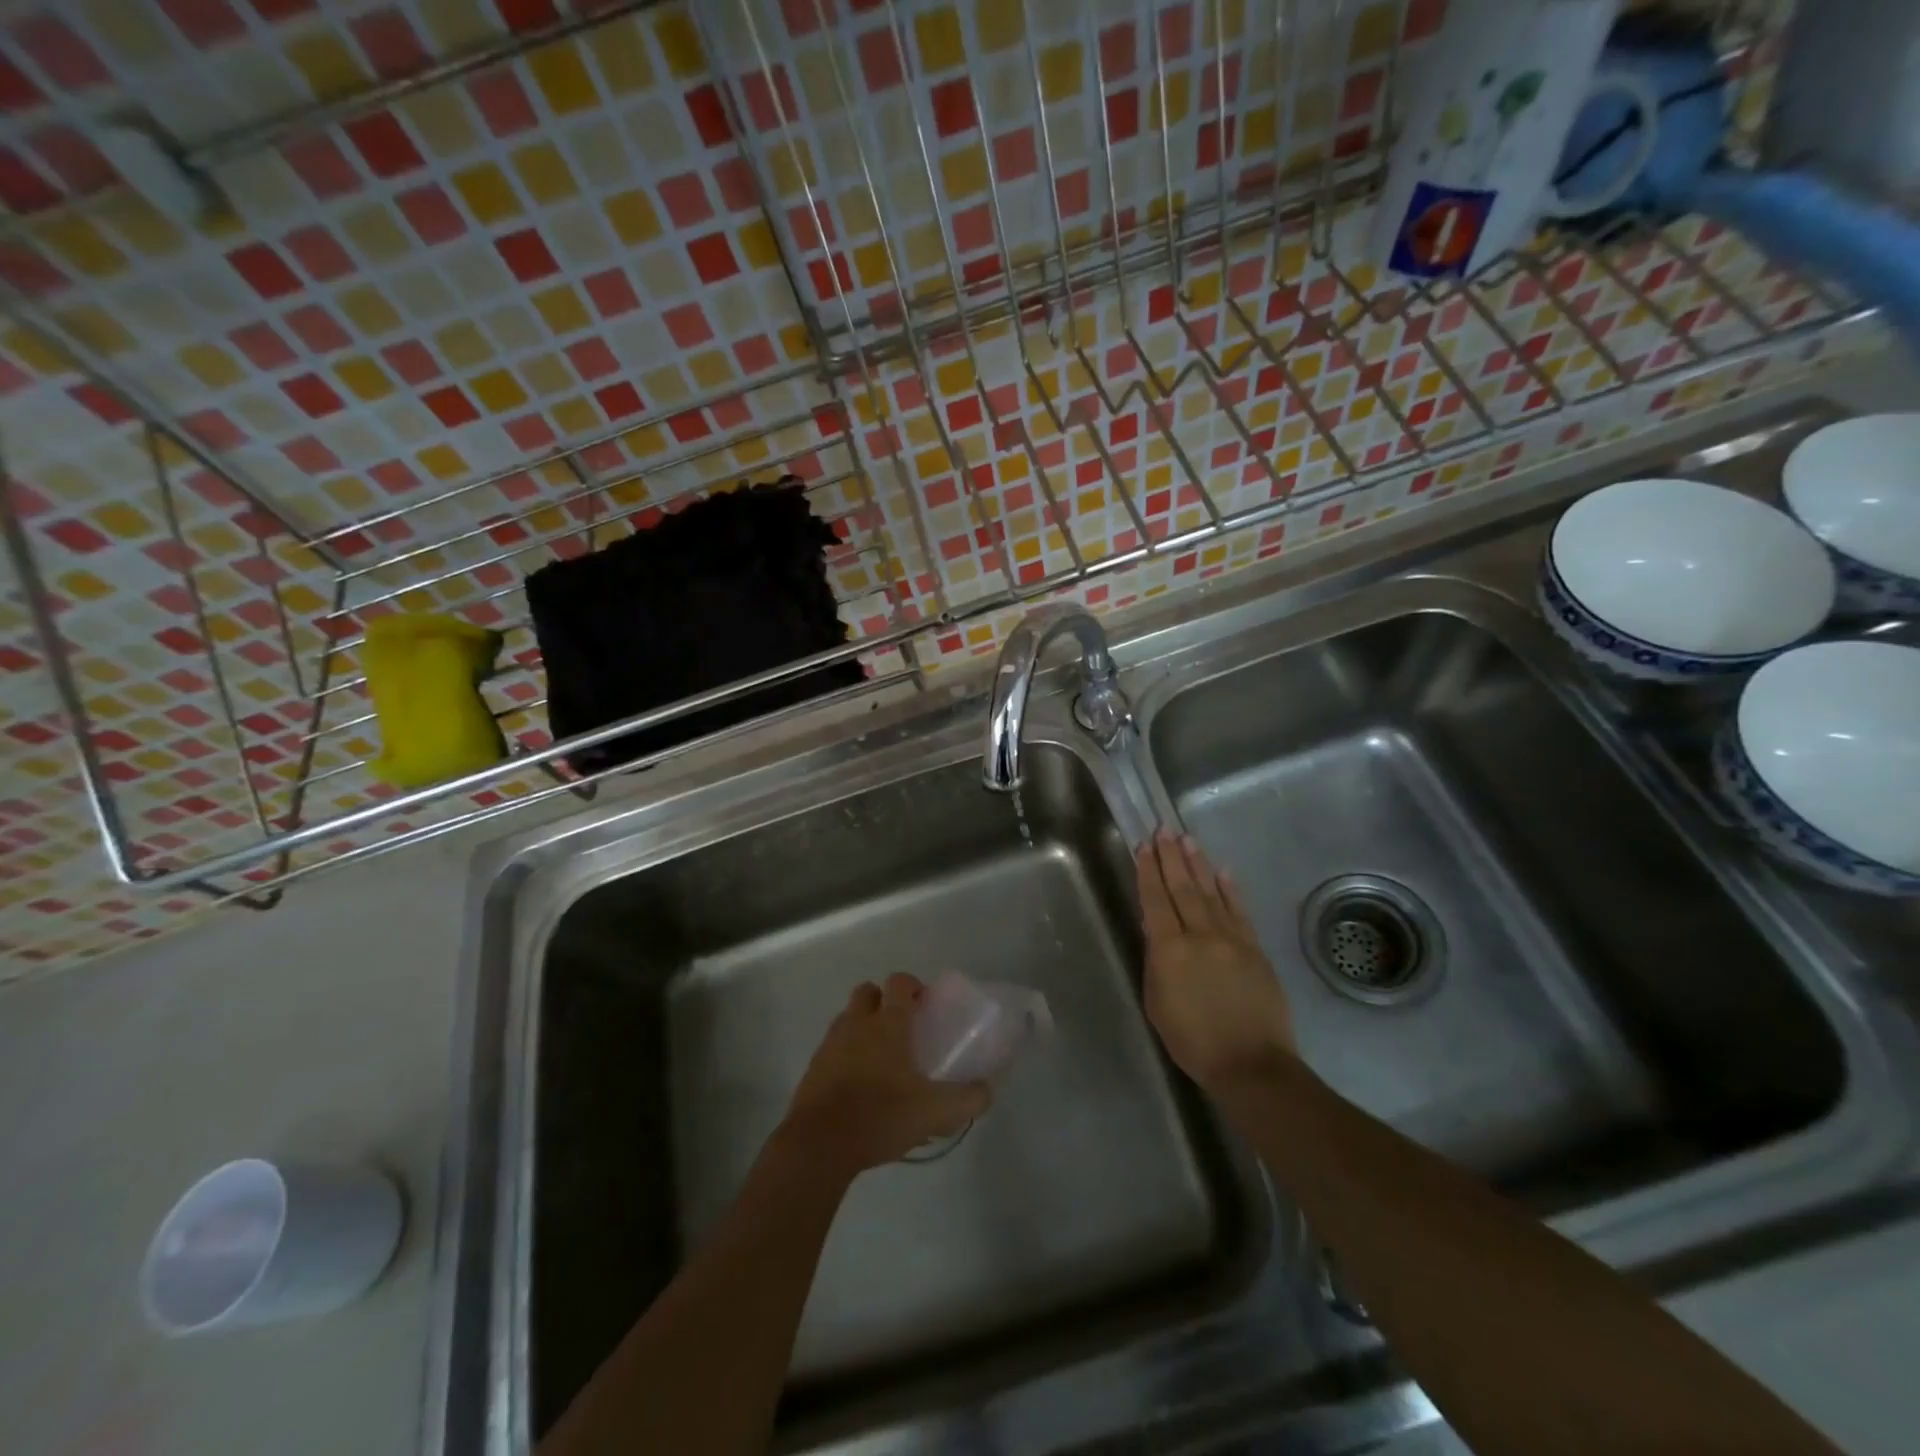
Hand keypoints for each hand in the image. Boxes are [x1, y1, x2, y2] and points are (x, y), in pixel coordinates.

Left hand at [779, 973, 989, 1177]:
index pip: (899, 982)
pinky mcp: (814, 1067)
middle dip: (884, 1001)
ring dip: (864, 1026)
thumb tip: (988, 1090)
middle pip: (868, 992)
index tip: (925, 1006)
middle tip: (903, 1028)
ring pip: (849, 1017)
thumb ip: (968, 1099)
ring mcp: (831, 1043)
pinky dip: (846, 1054)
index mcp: (888, 1023)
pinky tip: (859, 1085)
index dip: (913, 986)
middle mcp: (857, 1023)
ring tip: (882, 1059)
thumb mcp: (935, 1112)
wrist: (819, 1144)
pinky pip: (833, 1046)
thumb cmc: (881, 1116)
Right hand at [1137, 830, 1296, 1090]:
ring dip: (1198, 864)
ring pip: (1211, 892)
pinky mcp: (1254, 948)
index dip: (1148, 871)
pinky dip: (1230, 889)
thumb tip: (1156, 931)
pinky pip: (1239, 911)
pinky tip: (1222, 871)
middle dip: (1171, 857)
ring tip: (1188, 840)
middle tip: (1164, 830)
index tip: (1144, 846)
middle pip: (1182, 888)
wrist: (1251, 1063)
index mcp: (1169, 950)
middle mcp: (1200, 935)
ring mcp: (1231, 939)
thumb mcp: (1157, 1003)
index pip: (1155, 900)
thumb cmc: (1193, 1041)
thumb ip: (1156, 962)